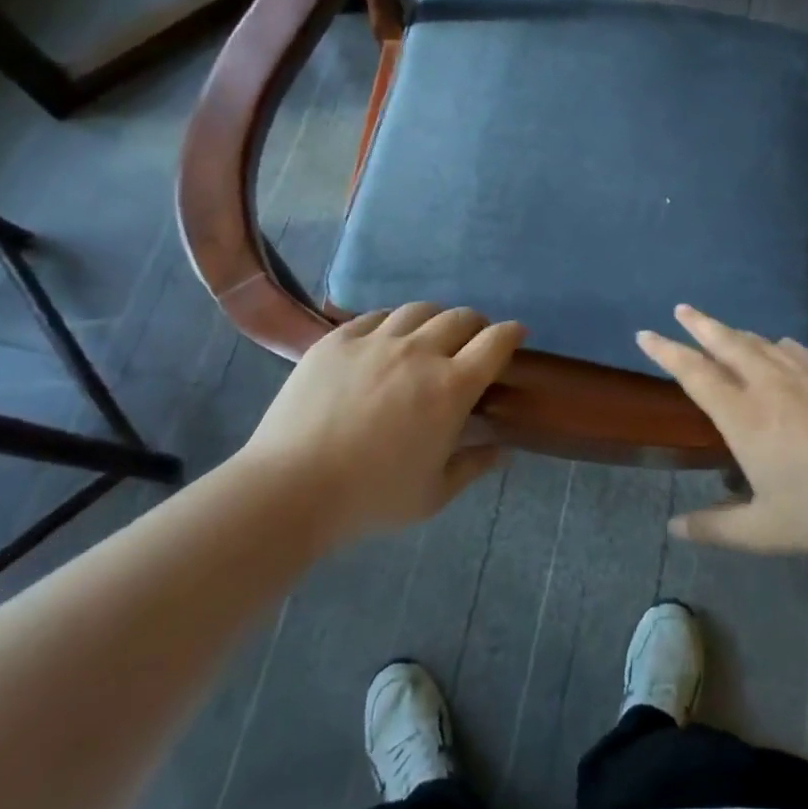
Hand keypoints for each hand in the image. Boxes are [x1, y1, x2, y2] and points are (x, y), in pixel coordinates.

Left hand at [241, 303, 523, 542]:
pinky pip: (375, 316)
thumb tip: (501, 451)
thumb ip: (472, 466)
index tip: (516, 334)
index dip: (511, 333)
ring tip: (428, 336)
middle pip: (460, 317)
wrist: (290, 489)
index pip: (495, 342)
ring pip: (419, 310)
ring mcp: (375, 340)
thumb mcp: (433, 495)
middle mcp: (419, 352)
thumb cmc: (370, 498)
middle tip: (472, 342)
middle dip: (476, 325)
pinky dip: (392, 323)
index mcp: (451, 388)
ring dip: (435, 319)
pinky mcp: (338, 339)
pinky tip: (385, 340)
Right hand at [637, 304, 807, 555]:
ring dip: (736, 333)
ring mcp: (807, 376)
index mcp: (744, 417)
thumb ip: (716, 527)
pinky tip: (780, 344)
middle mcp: (769, 386)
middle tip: (681, 308)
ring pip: (762, 344)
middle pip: (727, 344)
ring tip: (722, 328)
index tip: (645, 334)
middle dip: (700, 325)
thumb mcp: (765, 531)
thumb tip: (673, 528)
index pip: (695, 374)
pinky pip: (799, 351)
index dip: (667, 352)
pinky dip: (779, 344)